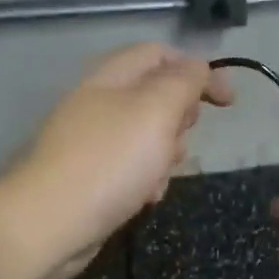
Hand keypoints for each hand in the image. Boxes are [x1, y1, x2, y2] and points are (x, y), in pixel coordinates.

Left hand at [0, 43, 231, 278]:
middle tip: (180, 138)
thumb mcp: (156, 111)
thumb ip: (183, 81)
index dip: (199, 70)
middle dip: (180, 119)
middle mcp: (100, 102)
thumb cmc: (110, 161)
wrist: (50, 223)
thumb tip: (199, 67)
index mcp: (112, 77)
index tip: (228, 103)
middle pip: (157, 96)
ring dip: (166, 155)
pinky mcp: (92, 176)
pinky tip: (145, 199)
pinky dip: (146, 181)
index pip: (161, 54)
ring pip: (149, 137)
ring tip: (159, 177)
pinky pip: (133, 169)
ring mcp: (93, 141)